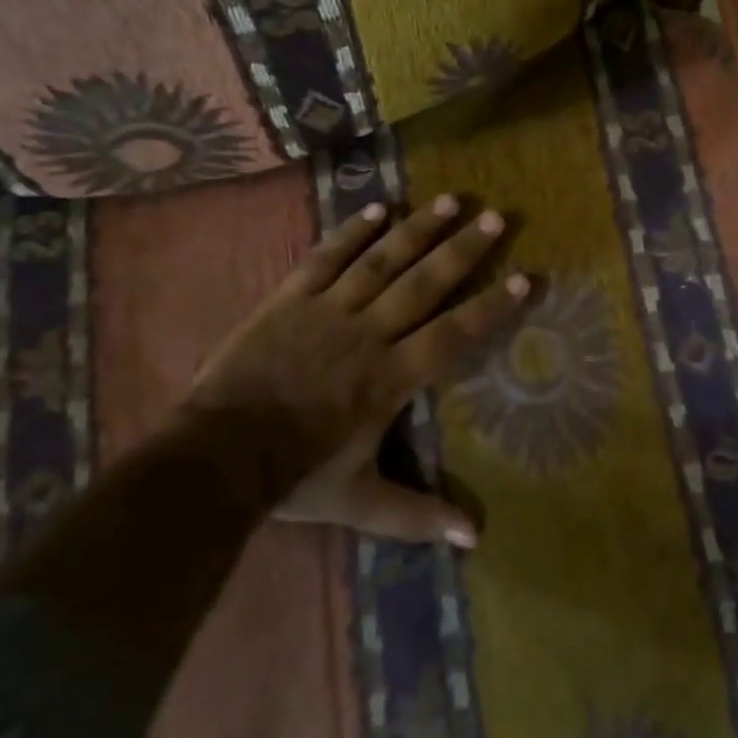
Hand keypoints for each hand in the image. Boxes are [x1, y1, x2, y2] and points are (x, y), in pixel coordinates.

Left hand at [178, 194, 527, 545]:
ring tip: (451, 200)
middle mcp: (368, 333)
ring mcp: (328, 310)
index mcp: (389, 379)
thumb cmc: (293, 476)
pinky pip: (327, 257)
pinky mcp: (291, 297)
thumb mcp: (360, 502)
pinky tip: (378, 207)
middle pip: (424, 284)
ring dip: (418, 229)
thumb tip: (475, 537)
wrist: (214, 457)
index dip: (490, 307)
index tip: (523, 277)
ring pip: (382, 260)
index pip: (452, 336)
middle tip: (495, 218)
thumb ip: (417, 515)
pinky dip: (352, 231)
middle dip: (463, 250)